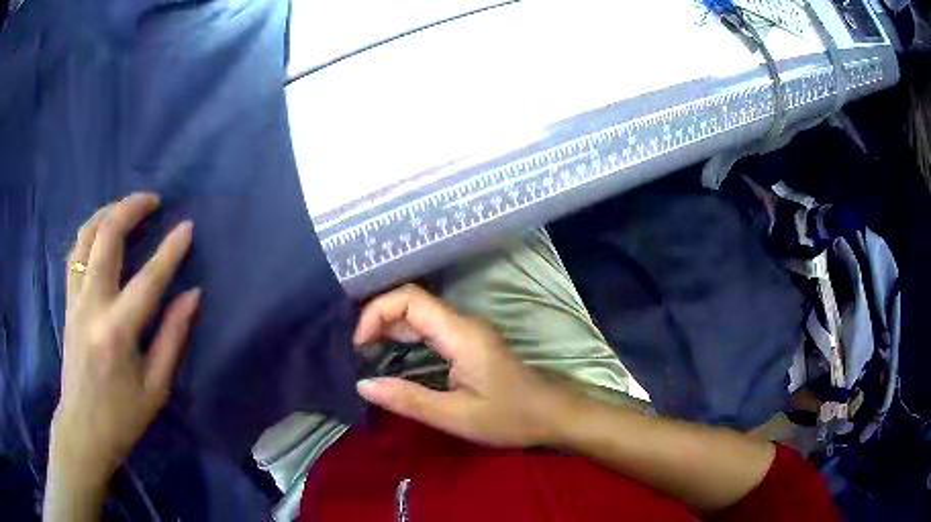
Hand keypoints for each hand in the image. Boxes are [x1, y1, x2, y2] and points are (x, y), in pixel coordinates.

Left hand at [51, 193, 198, 487]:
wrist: (82, 429)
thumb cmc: (122, 416)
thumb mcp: (155, 388)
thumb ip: (172, 338)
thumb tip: (192, 295)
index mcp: (118, 332)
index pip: (148, 279)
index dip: (170, 250)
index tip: (187, 226)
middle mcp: (92, 306)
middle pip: (106, 238)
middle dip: (130, 209)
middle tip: (153, 199)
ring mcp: (75, 300)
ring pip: (85, 237)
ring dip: (107, 213)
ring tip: (126, 206)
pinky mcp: (67, 302)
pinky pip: (75, 253)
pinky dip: (89, 233)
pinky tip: (101, 231)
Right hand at [353, 284, 571, 447]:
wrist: (552, 415)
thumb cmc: (510, 417)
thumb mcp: (456, 416)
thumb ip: (408, 399)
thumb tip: (362, 384)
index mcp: (461, 333)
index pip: (410, 299)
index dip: (376, 313)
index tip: (359, 345)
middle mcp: (463, 324)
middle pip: (412, 302)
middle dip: (378, 320)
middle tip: (356, 352)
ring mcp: (467, 332)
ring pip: (419, 315)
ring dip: (389, 329)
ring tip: (365, 355)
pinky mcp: (469, 343)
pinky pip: (429, 329)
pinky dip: (404, 338)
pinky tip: (390, 358)